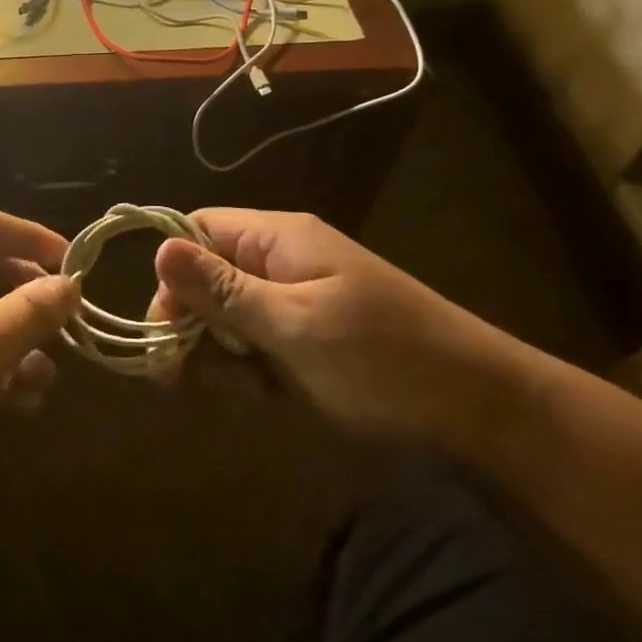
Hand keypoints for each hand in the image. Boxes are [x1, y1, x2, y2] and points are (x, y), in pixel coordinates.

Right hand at [150, 208, 530, 444]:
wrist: (482, 411)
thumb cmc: (384, 359)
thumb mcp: (295, 325)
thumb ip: (224, 291)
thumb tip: (159, 249)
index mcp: (278, 240)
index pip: (197, 230)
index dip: (172, 272)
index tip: (166, 326)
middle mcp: (279, 262)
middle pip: (205, 277)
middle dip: (193, 324)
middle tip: (187, 375)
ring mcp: (293, 300)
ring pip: (224, 317)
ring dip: (221, 354)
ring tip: (251, 387)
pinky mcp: (304, 337)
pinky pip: (253, 344)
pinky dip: (249, 371)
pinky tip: (268, 394)